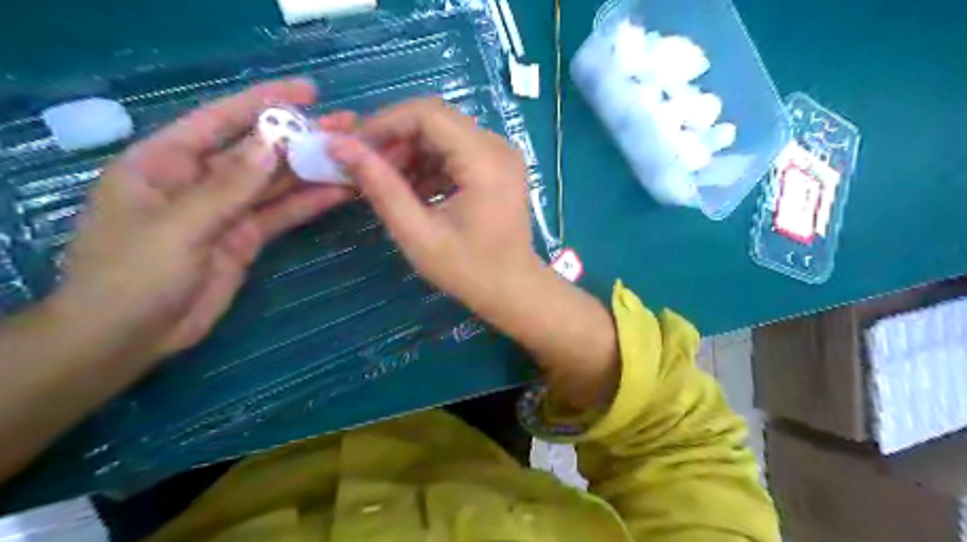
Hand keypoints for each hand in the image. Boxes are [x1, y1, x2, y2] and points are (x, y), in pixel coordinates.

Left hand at [50, 77, 355, 364]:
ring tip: (354, 156)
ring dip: (312, 170)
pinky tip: (339, 192)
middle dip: (301, 137)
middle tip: (348, 125)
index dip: (265, 102)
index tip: (309, 91)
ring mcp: (226, 211)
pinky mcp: (246, 238)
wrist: (130, 337)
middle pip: (258, 151)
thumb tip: (273, 143)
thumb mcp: (178, 225)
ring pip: (276, 183)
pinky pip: (281, 214)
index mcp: (166, 162)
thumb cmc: (133, 274)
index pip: (221, 121)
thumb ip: (229, 186)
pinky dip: (309, 203)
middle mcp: (199, 180)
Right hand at [332, 100, 619, 407]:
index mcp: (484, 161)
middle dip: (396, 139)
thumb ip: (382, 187)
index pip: (427, 114)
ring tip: (387, 184)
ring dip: (411, 153)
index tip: (355, 147)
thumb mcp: (418, 234)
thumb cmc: (469, 270)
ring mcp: (500, 155)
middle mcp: (497, 147)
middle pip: (436, 120)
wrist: (513, 289)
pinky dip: (430, 165)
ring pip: (444, 134)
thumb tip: (341, 147)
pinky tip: (413, 190)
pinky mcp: (497, 167)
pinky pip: (456, 151)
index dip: (385, 123)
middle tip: (367, 168)